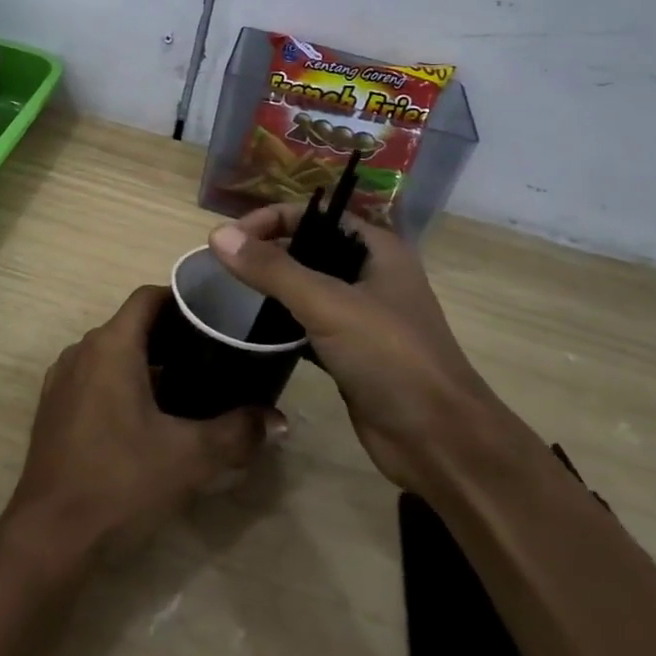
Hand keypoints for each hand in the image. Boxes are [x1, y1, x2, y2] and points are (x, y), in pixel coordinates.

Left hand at [3, 286, 277, 561]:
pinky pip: (95, 377)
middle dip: (172, 335)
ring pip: (112, 353)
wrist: (51, 535)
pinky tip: (149, 416)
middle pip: (132, 325)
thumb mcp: (190, 457)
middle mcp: (81, 351)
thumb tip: (277, 420)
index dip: (182, 299)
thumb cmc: (121, 481)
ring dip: (148, 361)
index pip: (148, 297)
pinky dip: (123, 382)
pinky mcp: (54, 408)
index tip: (215, 315)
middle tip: (214, 354)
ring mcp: (62, 379)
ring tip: (190, 385)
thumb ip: (237, 432)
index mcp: (111, 346)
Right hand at [209, 205, 507, 493]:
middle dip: (268, 250)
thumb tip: (217, 235)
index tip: (229, 240)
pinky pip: (308, 324)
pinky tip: (254, 329)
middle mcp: (370, 274)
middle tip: (223, 267)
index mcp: (377, 249)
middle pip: (309, 247)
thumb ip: (272, 269)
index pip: (314, 214)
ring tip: (231, 293)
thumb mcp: (328, 305)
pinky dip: (282, 322)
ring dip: (273, 287)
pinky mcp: (351, 352)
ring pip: (307, 287)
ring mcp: (362, 315)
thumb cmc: (390, 358)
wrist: (438, 441)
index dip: (271, 219)